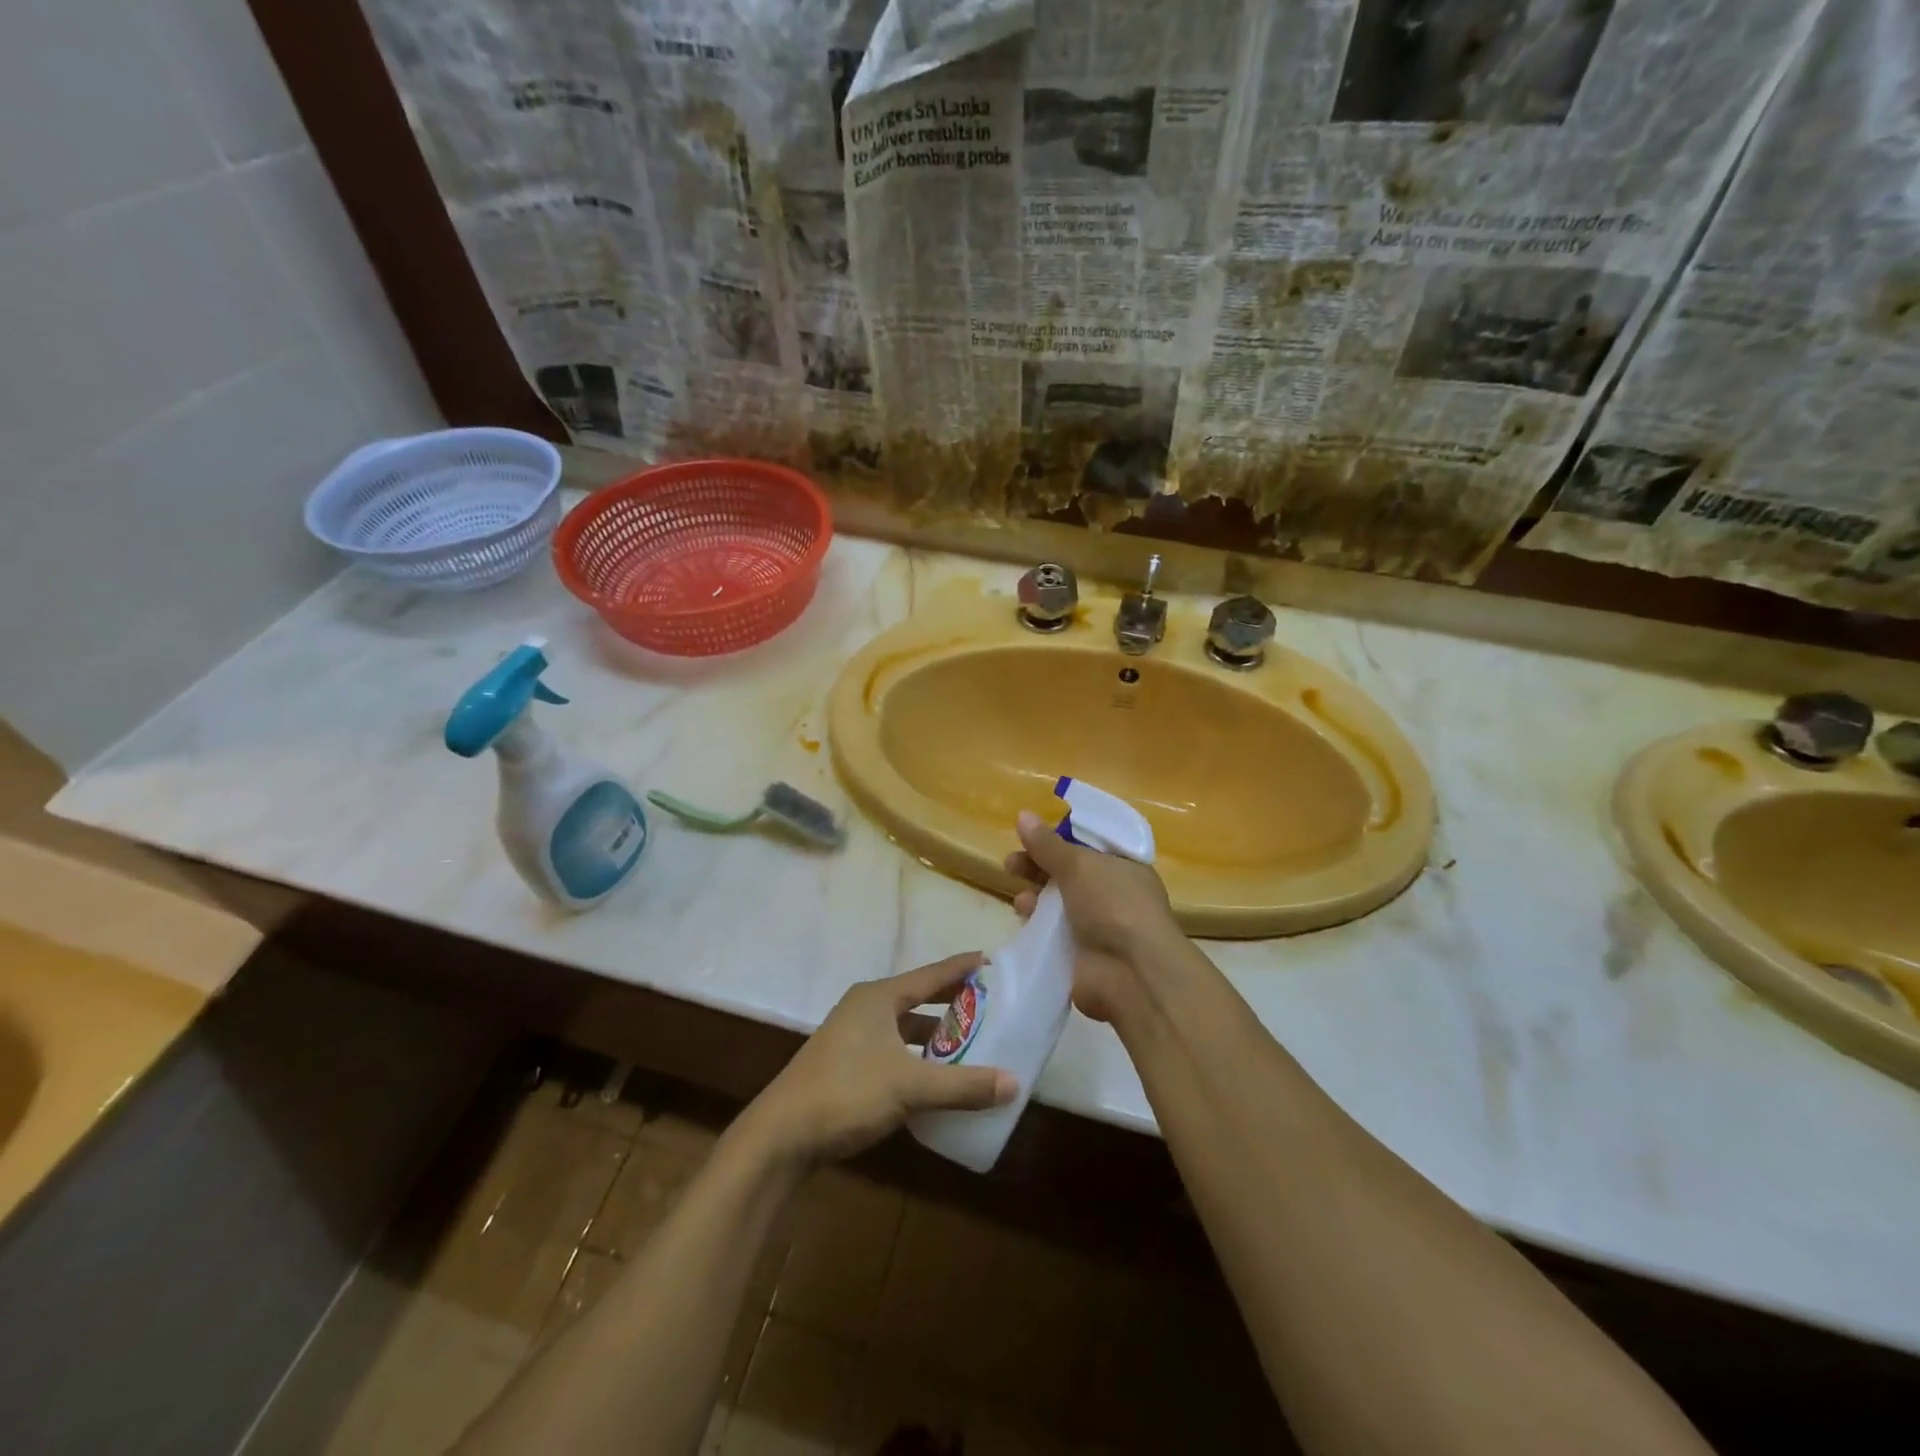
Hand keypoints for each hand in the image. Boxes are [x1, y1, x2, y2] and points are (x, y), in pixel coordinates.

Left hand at [741, 953, 1017, 1166]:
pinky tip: (934, 1077)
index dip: (961, 968)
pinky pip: (892, 1050)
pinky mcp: (845, 1064)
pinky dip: (916, 1057)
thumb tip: (1014, 1083)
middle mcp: (865, 1008)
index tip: (989, 960)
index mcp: (879, 998)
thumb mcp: (910, 1087)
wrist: (782, 1135)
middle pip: (918, 998)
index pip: (930, 975)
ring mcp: (851, 1036)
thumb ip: (963, 1085)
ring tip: (968, 1042)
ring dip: (933, 1035)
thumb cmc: (847, 1093)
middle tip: (988, 1002)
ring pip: (904, 1027)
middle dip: (951, 1001)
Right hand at [1003, 809, 1181, 1022]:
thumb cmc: (1113, 905)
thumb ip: (1048, 844)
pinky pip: (1051, 931)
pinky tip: (1023, 915)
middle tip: (1012, 863)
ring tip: (1019, 895)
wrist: (1131, 972)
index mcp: (1123, 867)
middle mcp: (1112, 894)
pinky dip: (1036, 921)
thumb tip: (1023, 815)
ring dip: (1035, 895)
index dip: (1061, 838)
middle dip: (1039, 866)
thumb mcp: (1079, 865)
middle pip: (1068, 873)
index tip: (1033, 834)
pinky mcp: (1079, 953)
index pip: (1089, 846)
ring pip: (1057, 903)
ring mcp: (1096, 926)